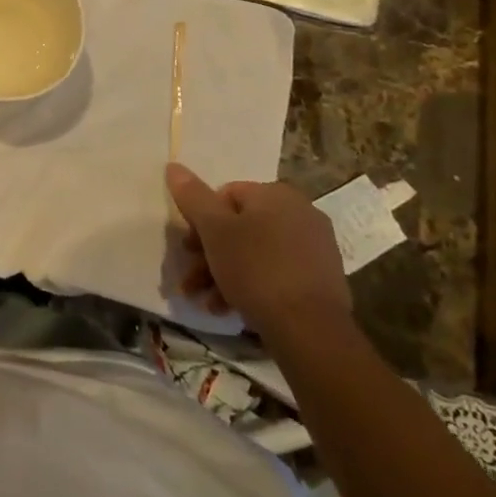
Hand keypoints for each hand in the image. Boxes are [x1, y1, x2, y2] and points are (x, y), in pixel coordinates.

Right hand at [165, 163, 350, 340]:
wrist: (310, 330)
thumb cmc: (256, 269)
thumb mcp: (214, 230)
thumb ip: (193, 196)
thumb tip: (174, 166)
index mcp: (275, 194)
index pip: (226, 195)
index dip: (201, 221)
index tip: (188, 248)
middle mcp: (300, 212)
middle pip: (240, 226)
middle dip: (210, 253)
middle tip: (192, 278)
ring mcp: (315, 247)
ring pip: (256, 253)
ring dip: (225, 274)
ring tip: (207, 302)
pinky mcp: (322, 279)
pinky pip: (277, 273)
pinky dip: (252, 285)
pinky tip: (231, 309)